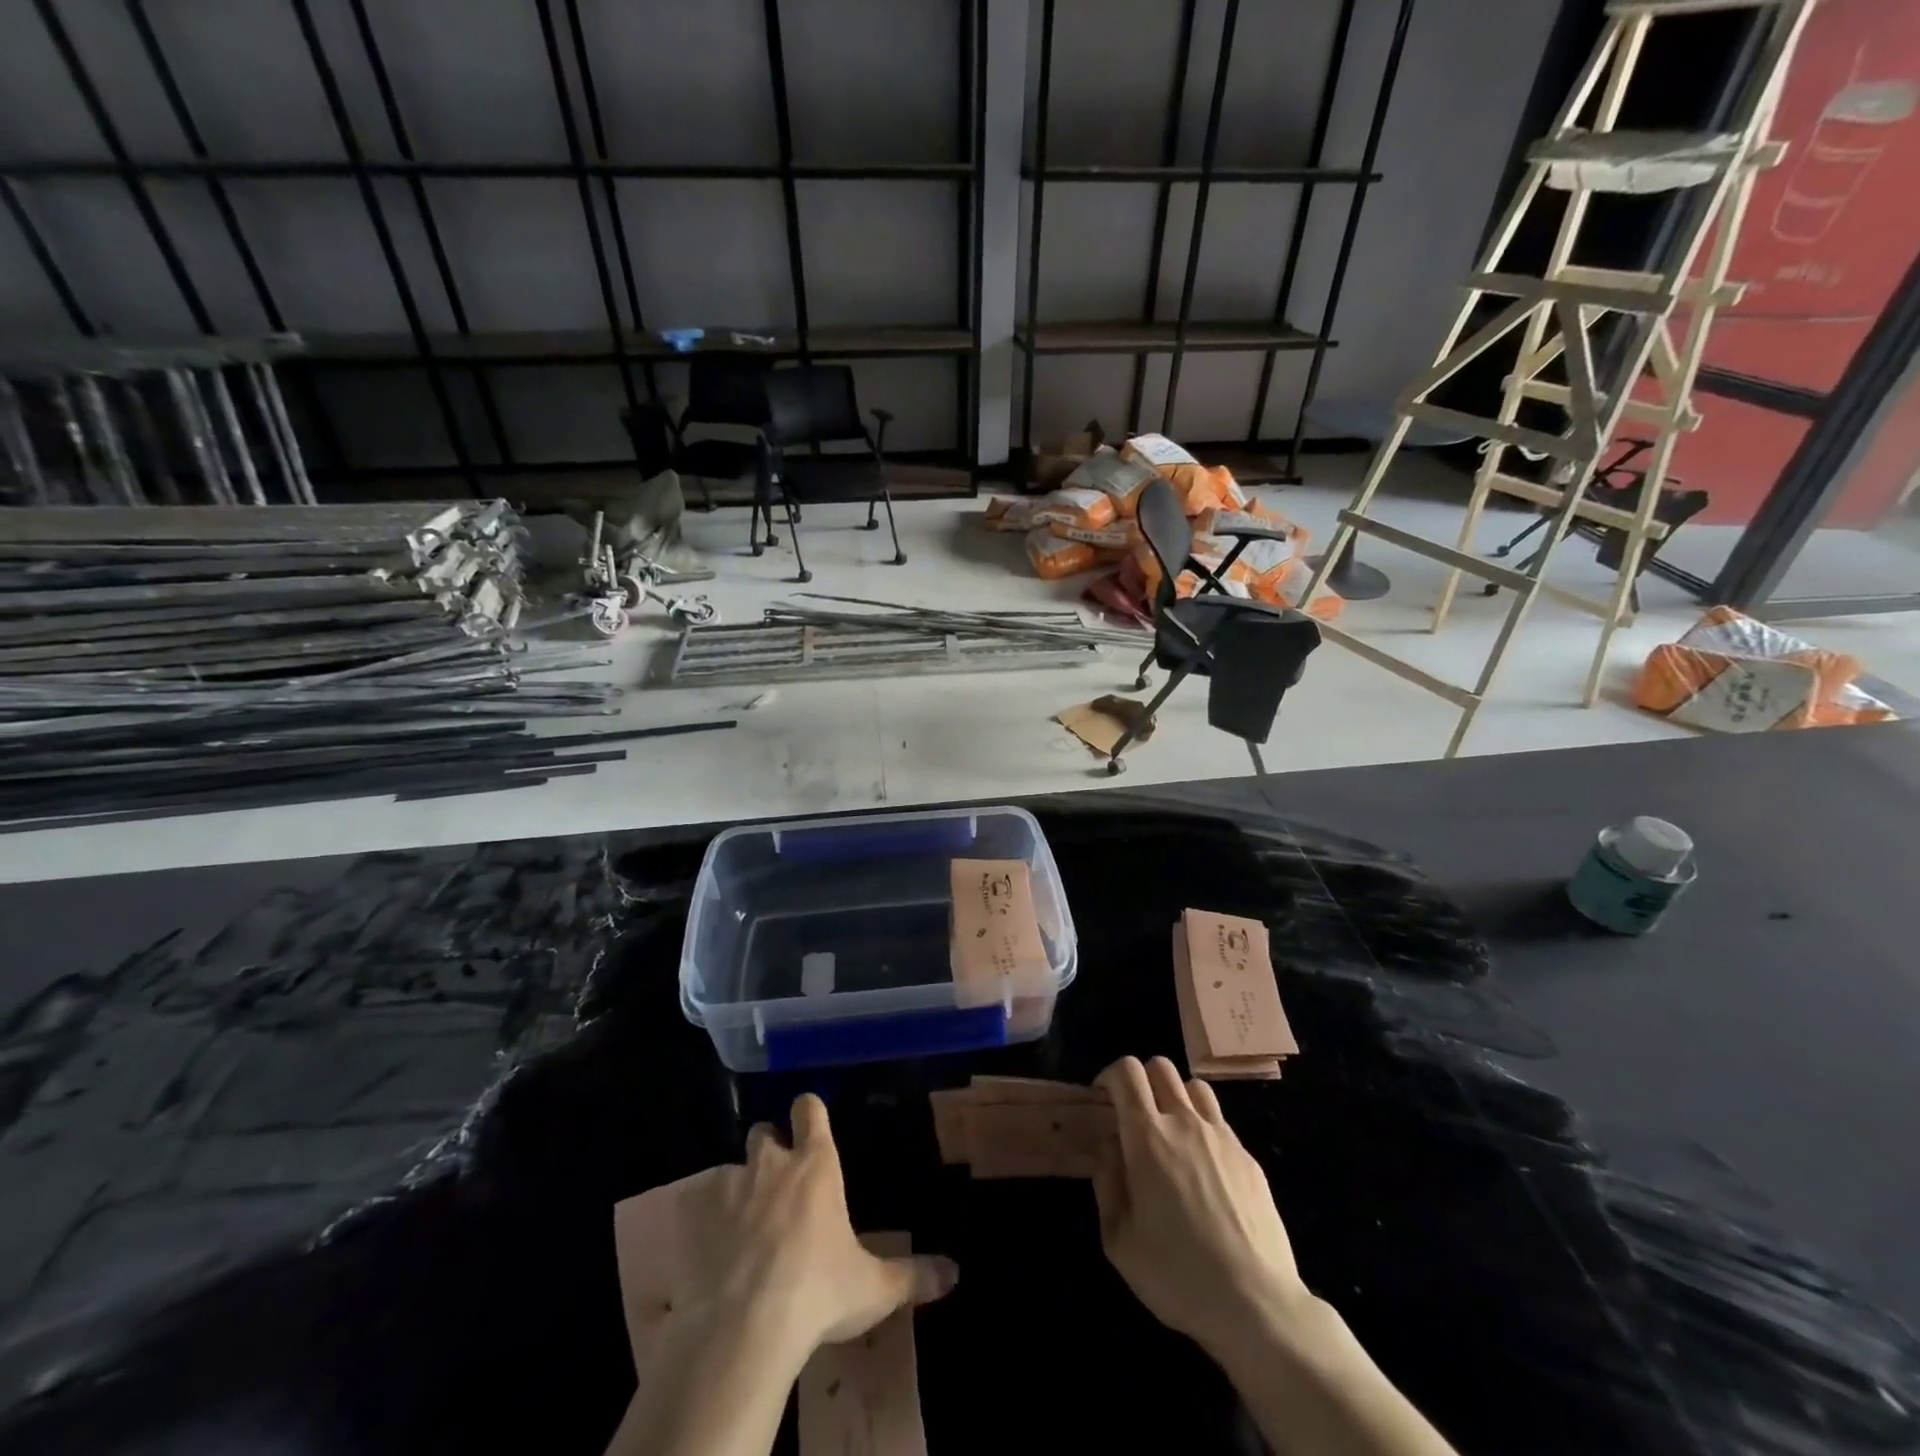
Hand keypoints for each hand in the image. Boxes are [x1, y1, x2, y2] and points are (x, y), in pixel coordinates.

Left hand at [654, 1094, 957, 1370]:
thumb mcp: (873, 1287)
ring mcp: (730, 1190)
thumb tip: (955, 1273)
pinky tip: (713, 1255)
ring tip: (745, 1224)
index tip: (810, 1120)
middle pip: (764, 1131)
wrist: (745, 1327)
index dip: (809, 1111)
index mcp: (816, 1165)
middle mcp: (771, 1165)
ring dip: (738, 1187)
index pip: (810, 1109)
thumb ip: (913, 1275)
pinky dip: (707, 1224)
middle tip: (779, 1178)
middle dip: (770, 1146)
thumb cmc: (818, 1290)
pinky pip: (699, 1210)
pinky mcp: (696, 1223)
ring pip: (730, 1168)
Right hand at [1092, 1055, 1310, 1356]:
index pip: (1127, 1072)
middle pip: (1160, 1066)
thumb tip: (1110, 1145)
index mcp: (1148, 1137)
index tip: (1103, 1100)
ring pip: (1194, 1086)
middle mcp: (1185, 1122)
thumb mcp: (1119, 1240)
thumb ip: (1106, 1182)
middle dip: (1141, 1080)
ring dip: (1175, 1097)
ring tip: (1171, 1132)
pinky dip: (1202, 1128)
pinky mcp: (1248, 1158)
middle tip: (1134, 1114)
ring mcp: (1221, 1137)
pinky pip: (1219, 1122)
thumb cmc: (1178, 1275)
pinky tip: (1203, 1168)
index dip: (1109, 1076)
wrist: (1257, 1305)